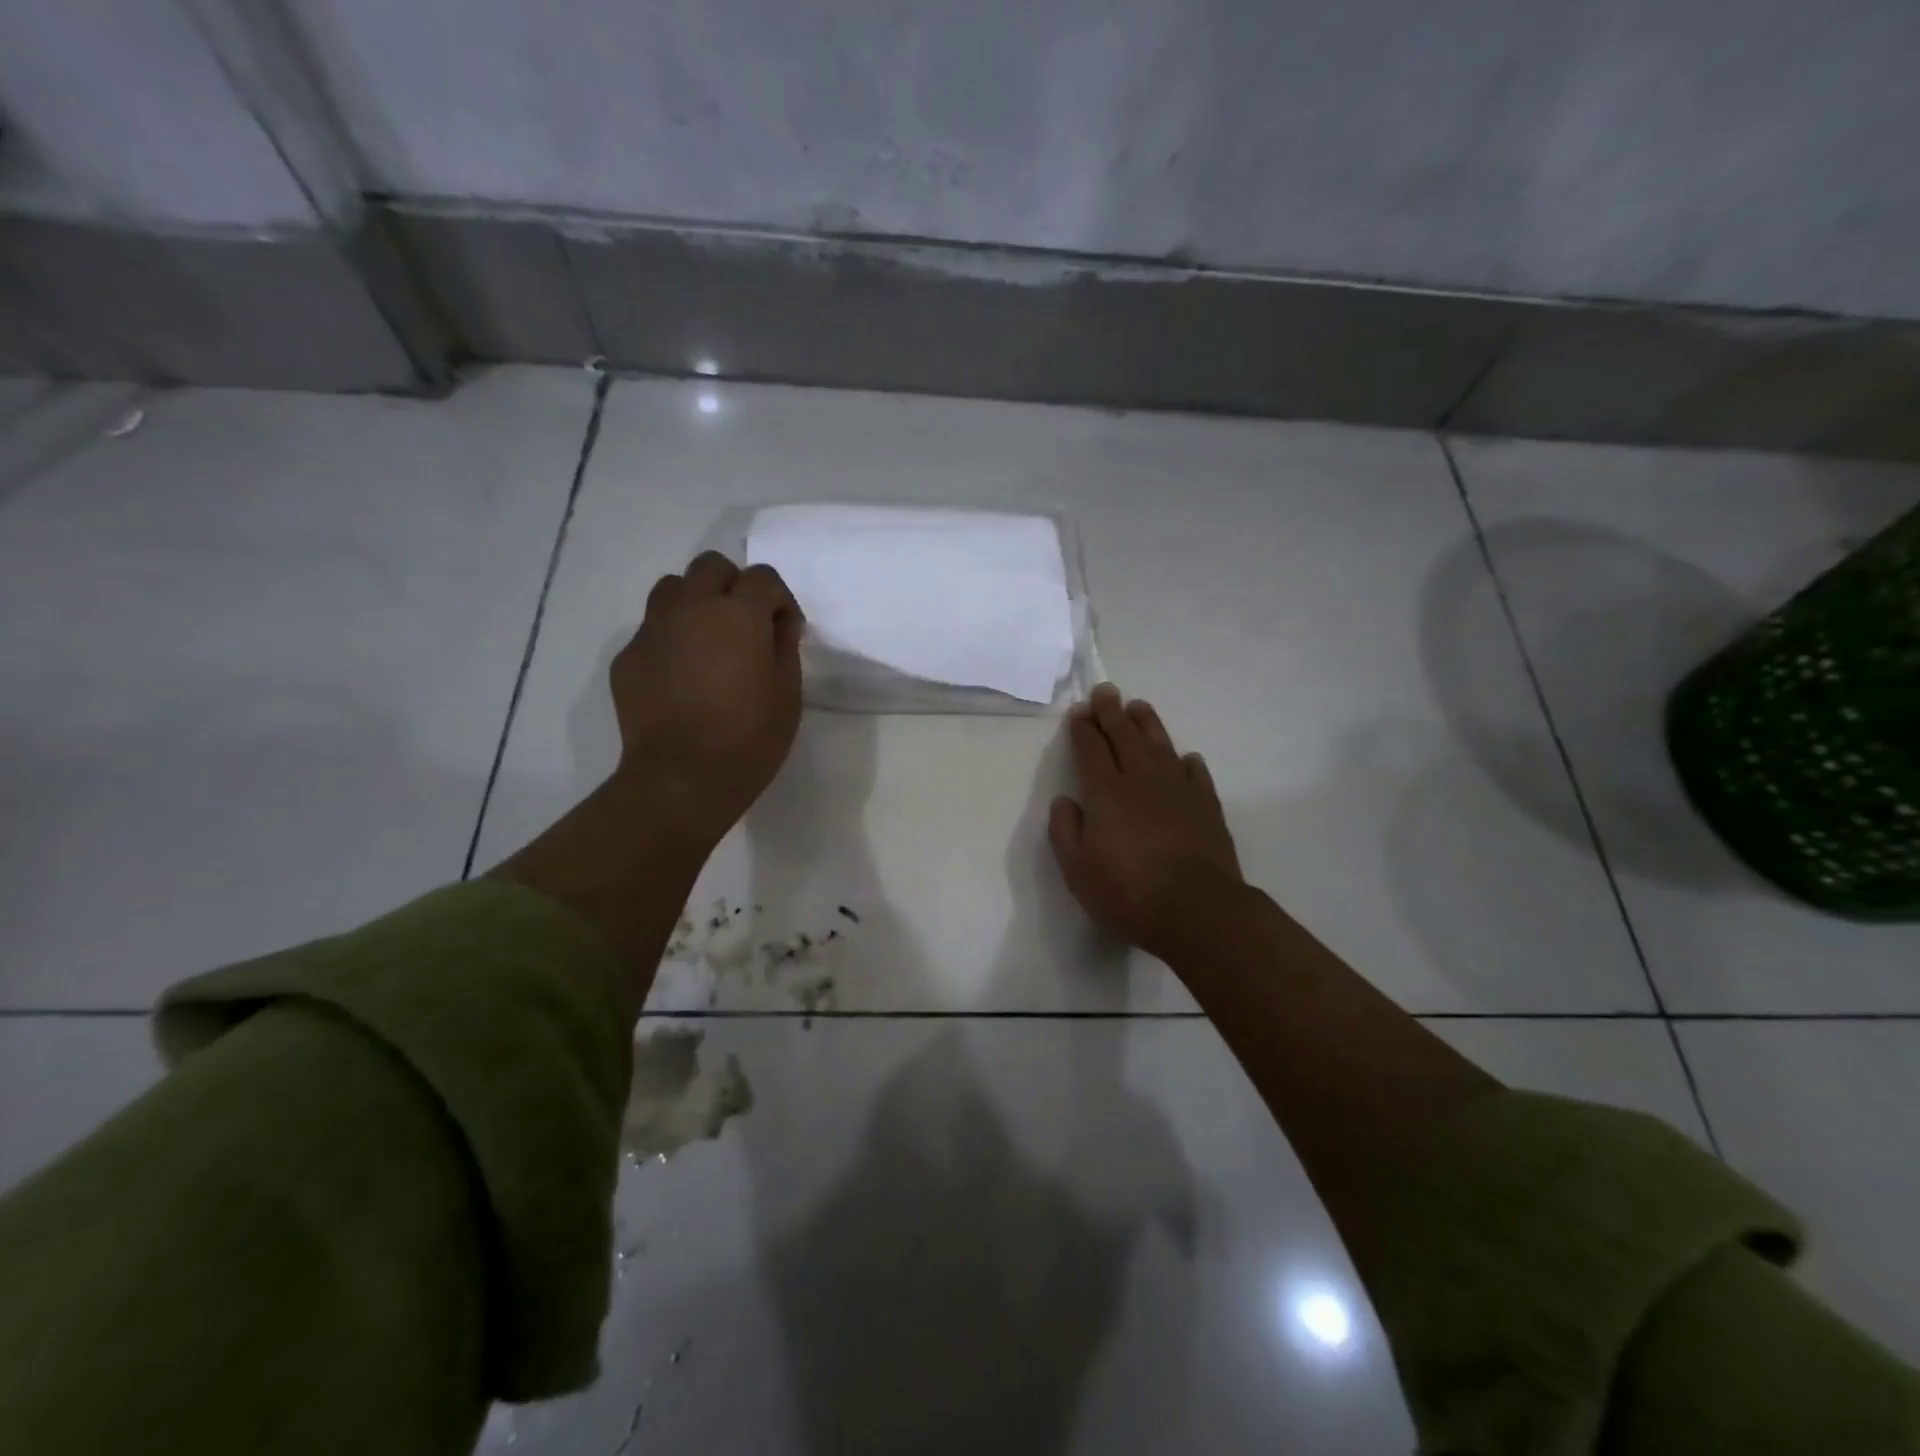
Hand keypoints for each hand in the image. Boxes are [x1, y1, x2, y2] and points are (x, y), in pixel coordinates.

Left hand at [610, 551, 804, 843]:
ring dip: (696, 603)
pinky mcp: (628, 657)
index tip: (785, 631)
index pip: (763, 577)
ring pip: (673, 589)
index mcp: (738, 614)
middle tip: (746, 626)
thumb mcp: (788, 693)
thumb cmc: (749, 738)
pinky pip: (652, 630)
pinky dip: (671, 640)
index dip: (779, 600)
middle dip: (734, 586)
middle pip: (711, 566)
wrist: (681, 778)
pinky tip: (681, 677)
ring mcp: (653, 630)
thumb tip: (778, 624)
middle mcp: (691, 608)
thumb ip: (785, 646)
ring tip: (709, 642)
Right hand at [1049, 683, 1244, 960]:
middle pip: (1124, 735)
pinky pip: (1194, 771)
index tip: (1079, 710)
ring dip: (1146, 723)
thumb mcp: (1077, 870)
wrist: (1196, 909)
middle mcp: (1141, 779)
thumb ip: (1065, 831)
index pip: (1091, 748)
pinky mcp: (1206, 804)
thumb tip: (1065, 801)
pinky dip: (1185, 760)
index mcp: (1105, 792)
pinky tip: (1183, 757)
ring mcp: (1178, 789)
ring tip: (1138, 707)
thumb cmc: (1127, 893)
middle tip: (1105, 692)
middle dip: (1111, 712)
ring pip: (1160, 744)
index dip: (1083, 727)